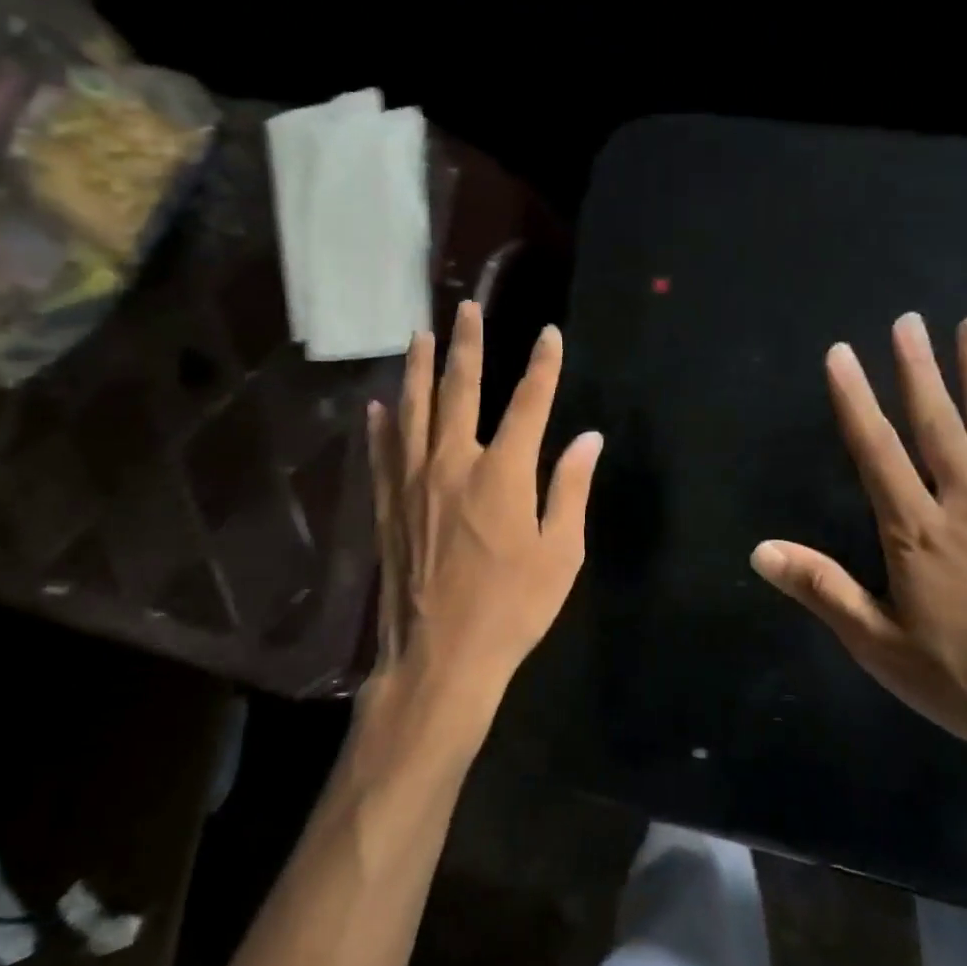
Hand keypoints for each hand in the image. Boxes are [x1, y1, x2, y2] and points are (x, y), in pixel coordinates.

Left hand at [355, 301, 601, 772]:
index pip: (528, 403)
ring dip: (418, 369)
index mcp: (503, 474)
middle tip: (467, 309)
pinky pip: (382, 453)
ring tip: (419, 335)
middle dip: (467, 346)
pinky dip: (381, 426)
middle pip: (459, 390)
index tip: (550, 333)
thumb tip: (588, 439)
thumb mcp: (561, 554)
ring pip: (414, 411)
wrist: (441, 656)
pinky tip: (378, 406)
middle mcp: (453, 464)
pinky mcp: (388, 507)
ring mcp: (412, 483)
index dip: (542, 365)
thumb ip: (570, 490)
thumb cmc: (512, 608)